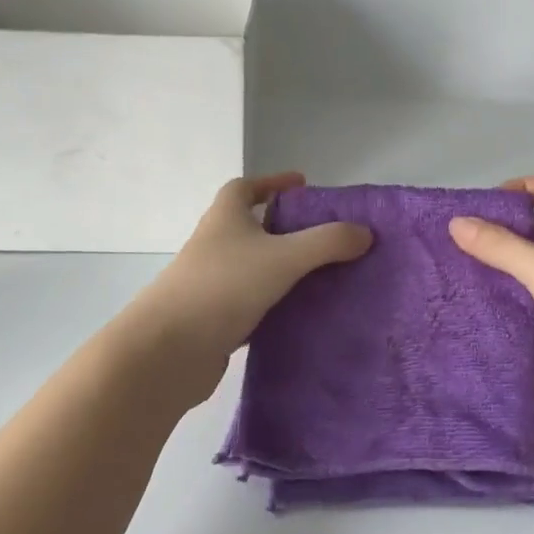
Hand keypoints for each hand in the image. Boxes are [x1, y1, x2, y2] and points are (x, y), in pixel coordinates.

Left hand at [137, 173, 371, 396]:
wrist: (168, 351)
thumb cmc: (223, 286)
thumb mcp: (284, 257)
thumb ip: (327, 242)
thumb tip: (366, 232)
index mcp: (225, 217)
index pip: (245, 187)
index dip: (272, 182)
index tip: (302, 186)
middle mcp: (215, 244)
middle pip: (251, 227)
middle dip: (284, 227)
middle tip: (323, 235)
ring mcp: (211, 283)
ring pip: (253, 267)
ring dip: (281, 268)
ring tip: (322, 275)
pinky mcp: (213, 319)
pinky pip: (251, 303)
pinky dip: (274, 304)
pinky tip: (301, 315)